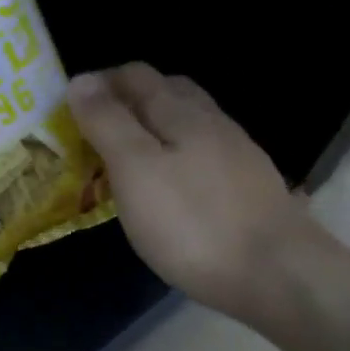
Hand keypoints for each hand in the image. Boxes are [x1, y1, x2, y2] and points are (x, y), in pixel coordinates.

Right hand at [68, 64, 331, 325]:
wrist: (279, 275)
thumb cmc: (192, 222)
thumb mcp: (134, 169)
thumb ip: (107, 122)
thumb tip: (81, 79)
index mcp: (180, 113)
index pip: (136, 76)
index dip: (101, 82)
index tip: (70, 107)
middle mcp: (212, 122)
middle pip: (168, 92)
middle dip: (130, 100)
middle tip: (96, 129)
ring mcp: (236, 154)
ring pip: (188, 123)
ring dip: (154, 127)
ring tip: (127, 157)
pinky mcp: (249, 186)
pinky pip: (204, 154)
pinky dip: (177, 156)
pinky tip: (170, 186)